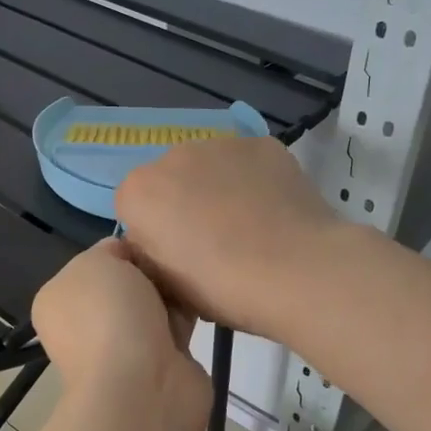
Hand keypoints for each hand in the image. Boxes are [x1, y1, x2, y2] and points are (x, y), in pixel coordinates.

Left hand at [31, 240, 210, 428]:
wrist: (141, 385)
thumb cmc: (108, 314)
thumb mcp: (96, 262)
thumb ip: (109, 250)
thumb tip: (129, 258)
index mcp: (60, 299)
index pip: (96, 261)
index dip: (124, 249)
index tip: (148, 244)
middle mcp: (86, 324)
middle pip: (128, 281)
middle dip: (151, 270)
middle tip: (174, 260)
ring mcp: (122, 346)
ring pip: (154, 303)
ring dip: (172, 293)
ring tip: (193, 277)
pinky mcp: (159, 363)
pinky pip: (176, 325)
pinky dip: (188, 315)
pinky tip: (204, 299)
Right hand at [113, 136, 343, 341]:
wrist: (296, 271)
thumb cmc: (222, 287)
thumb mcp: (166, 286)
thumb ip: (149, 255)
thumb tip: (159, 243)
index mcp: (139, 191)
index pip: (134, 208)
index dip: (155, 235)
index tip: (179, 259)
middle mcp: (173, 155)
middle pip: (171, 180)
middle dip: (185, 204)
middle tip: (215, 243)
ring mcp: (221, 144)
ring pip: (211, 167)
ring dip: (219, 189)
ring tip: (250, 227)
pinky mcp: (264, 144)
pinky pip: (249, 164)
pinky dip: (255, 181)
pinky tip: (274, 212)